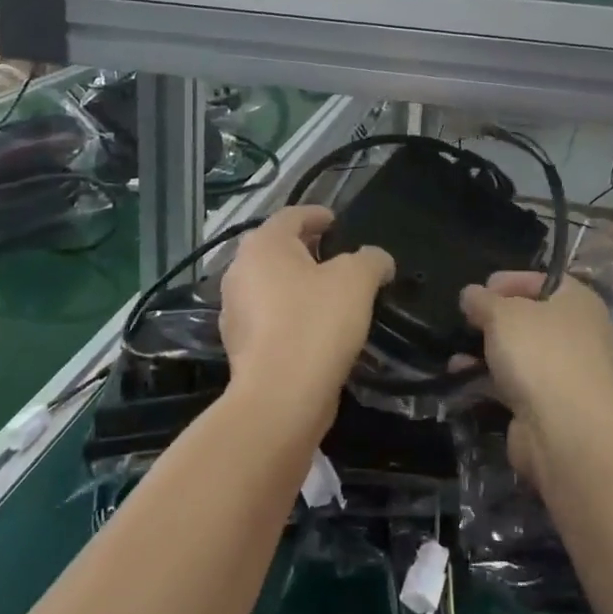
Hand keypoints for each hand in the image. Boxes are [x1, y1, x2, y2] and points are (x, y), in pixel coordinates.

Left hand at [218, 206, 393, 435]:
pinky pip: (270, 317)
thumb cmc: (316, 323)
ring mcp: (235, 310)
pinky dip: (291, 314)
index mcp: (263, 245)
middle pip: (277, 249)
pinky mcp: (240, 346)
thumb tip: (377, 259)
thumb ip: (371, 259)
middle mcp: (240, 271)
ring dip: (298, 284)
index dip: (317, 215)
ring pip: (271, 285)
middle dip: (307, 250)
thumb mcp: (357, 280)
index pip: (291, 216)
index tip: (337, 222)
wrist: (281, 397)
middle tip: (338, 257)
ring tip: (331, 294)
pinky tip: (317, 328)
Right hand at [459, 271, 612, 484]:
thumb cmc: (540, 352)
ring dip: (488, 352)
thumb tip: (471, 294)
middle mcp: (578, 334)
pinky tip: (460, 377)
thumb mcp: (502, 313)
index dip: (511, 280)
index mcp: (578, 302)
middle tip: (467, 319)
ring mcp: (565, 373)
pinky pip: (515, 384)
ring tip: (455, 352)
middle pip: (532, 318)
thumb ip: (482, 300)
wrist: (566, 430)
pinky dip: (489, 380)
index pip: (545, 280)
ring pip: (521, 354)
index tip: (480, 288)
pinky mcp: (549, 406)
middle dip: (496, 319)